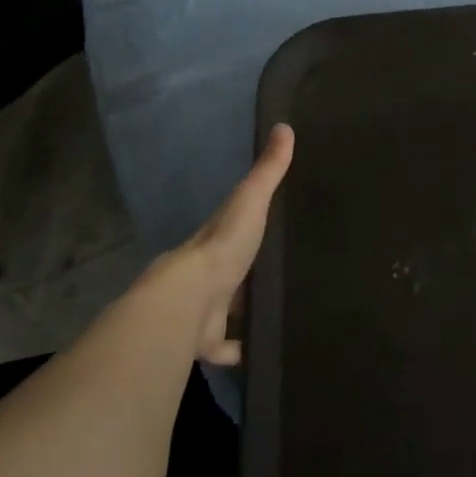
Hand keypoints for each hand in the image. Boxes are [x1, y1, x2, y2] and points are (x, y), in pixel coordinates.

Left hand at [140, 124, 293, 365]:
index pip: (234, 226)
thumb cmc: (223, 246)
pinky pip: (230, 348)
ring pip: (231, 310)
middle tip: (285, 272)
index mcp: (218, 238)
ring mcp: (208, 309)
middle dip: (249, 272)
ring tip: (281, 311)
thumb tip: (284, 125)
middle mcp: (210, 273)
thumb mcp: (251, 200)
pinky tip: (264, 351)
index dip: (249, 224)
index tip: (273, 224)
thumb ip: (269, 169)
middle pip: (233, 270)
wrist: (190, 301)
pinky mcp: (210, 341)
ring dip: (246, 311)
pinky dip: (243, 351)